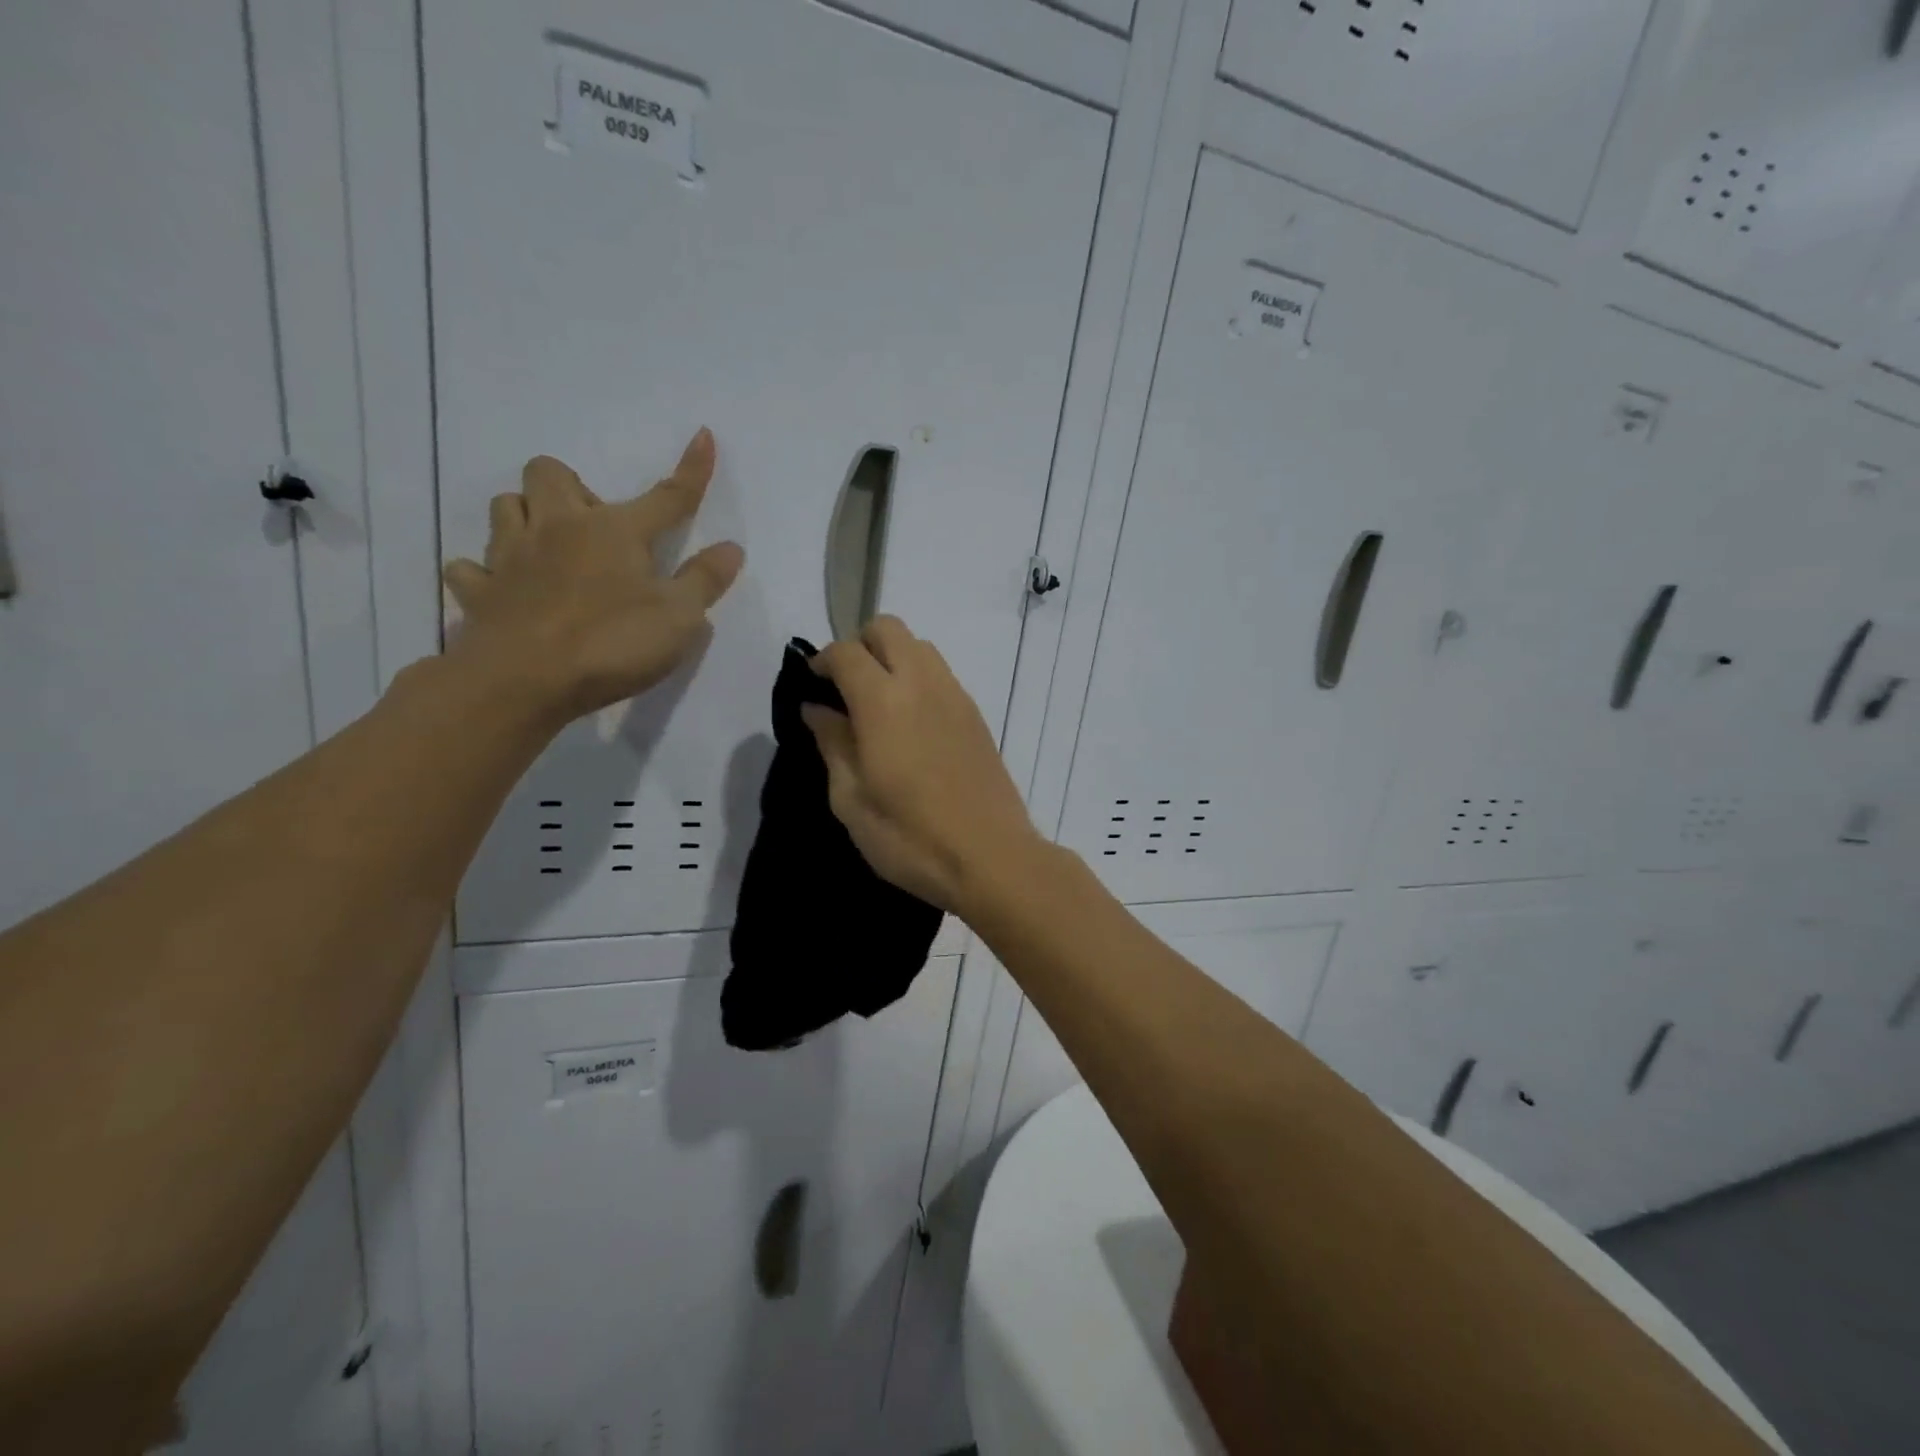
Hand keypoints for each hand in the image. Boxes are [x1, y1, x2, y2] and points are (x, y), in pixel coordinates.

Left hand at [442, 430, 743, 728]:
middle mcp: (558, 528)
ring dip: (526, 516)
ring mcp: (510, 557)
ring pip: (505, 507)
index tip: (702, 435)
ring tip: (549, 549)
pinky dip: (487, 574)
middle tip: (595, 528)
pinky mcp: (479, 592)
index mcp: (615, 531)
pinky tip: (506, 589)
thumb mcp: (679, 617)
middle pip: (550, 473)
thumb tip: (731, 548)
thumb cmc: (612, 643)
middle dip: (571, 487)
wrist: (523, 680)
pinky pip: (472, 568)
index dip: (691, 469)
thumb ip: (704, 580)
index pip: (666, 496)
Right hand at [803, 617, 1042, 914]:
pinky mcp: (977, 715)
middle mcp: (922, 684)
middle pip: (888, 628)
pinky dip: (918, 678)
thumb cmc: (911, 838)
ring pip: (920, 646)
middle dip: (859, 645)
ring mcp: (956, 696)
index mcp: (884, 702)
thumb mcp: (851, 800)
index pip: (846, 652)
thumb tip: (817, 708)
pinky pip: (941, 674)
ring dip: (892, 658)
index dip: (822, 660)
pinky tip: (911, 724)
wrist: (993, 858)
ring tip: (878, 705)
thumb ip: (832, 744)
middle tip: (845, 688)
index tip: (812, 685)